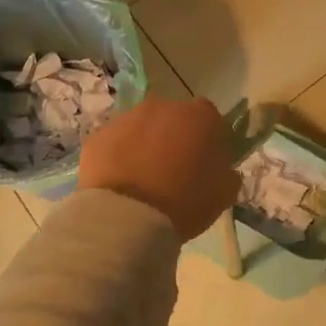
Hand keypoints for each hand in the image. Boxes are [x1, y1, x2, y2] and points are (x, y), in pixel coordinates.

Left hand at [78, 96, 237, 240]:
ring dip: (144, 145)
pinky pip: (114, 143)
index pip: (209, 119)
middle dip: (174, 138)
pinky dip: (118, 157)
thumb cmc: (185, 202)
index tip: (204, 163)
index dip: (207, 140)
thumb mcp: (223, 193)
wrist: (127, 218)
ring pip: (141, 128)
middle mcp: (164, 106)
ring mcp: (127, 118)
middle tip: (172, 172)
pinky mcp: (98, 136)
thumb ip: (227, 172)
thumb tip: (222, 169)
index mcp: (200, 116)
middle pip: (173, 118)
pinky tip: (120, 184)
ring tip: (142, 180)